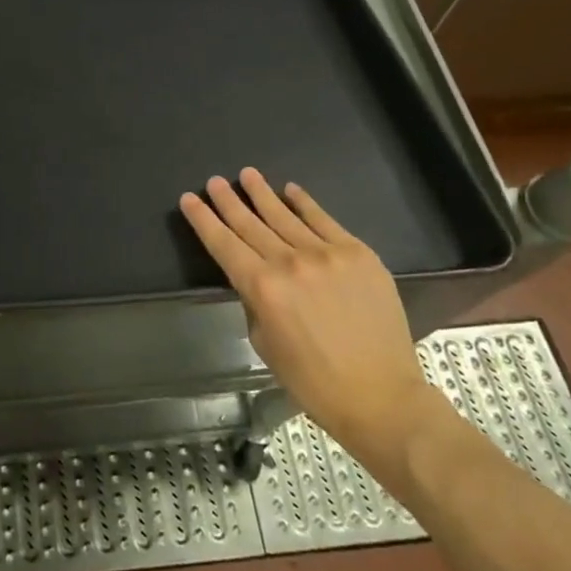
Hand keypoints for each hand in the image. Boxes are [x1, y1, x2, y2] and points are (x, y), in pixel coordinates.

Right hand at [180, 167, 449, 484]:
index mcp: (262, 287)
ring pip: (284, 215)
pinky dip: (305, 203)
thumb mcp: (265, 344)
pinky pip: (324, 220)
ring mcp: (326, 253)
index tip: (189, 199)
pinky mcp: (357, 253)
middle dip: (228, 201)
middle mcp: (290, 262)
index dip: (203, 219)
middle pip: (250, 223)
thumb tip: (258, 278)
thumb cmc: (314, 382)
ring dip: (262, 193)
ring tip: (247, 174)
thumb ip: (256, 302)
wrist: (382, 396)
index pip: (223, 244)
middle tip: (214, 181)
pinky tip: (291, 189)